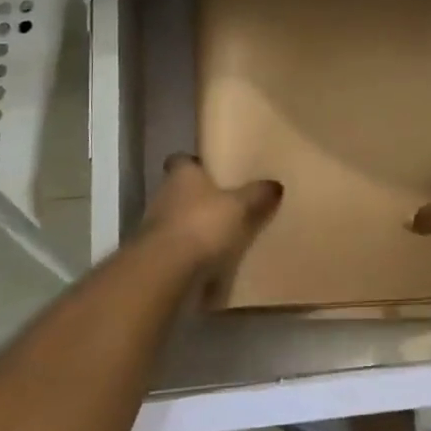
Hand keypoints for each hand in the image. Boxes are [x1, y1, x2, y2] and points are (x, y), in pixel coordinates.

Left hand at [139, 153, 283, 277]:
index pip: (181, 160)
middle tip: (227, 204)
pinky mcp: (155, 255)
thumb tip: (275, 184)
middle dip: (199, 197)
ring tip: (222, 235)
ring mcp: (155, 226)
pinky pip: (177, 248)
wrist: (165, 270)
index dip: (195, 164)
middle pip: (181, 190)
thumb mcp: (240, 206)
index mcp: (181, 174)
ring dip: (194, 226)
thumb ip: (257, 194)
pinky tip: (210, 261)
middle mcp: (164, 194)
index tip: (212, 170)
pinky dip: (190, 252)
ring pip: (178, 219)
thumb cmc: (203, 225)